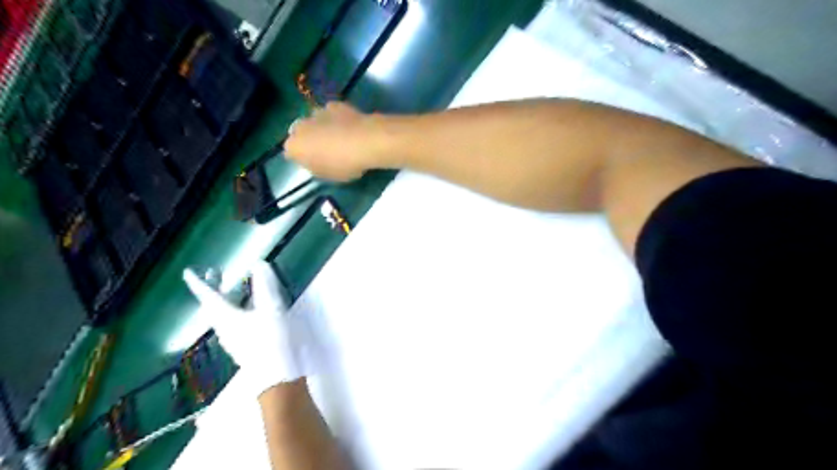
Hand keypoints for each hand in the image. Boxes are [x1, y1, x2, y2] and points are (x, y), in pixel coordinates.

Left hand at [184, 261, 304, 396]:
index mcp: (228, 317)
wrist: (277, 372)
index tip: (188, 272)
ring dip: (226, 299)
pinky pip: (234, 322)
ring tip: (235, 289)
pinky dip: (238, 309)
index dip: (199, 283)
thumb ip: (265, 285)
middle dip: (213, 290)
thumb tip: (258, 264)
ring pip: (223, 315)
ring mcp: (234, 338)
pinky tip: (251, 309)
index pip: (209, 296)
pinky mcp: (244, 344)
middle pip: (213, 306)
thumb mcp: (271, 308)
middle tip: (214, 275)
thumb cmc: (271, 338)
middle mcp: (225, 327)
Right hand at [285, 101, 393, 178]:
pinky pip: (331, 113)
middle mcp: (300, 126)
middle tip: (324, 149)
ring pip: (314, 121)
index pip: (291, 153)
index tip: (313, 163)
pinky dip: (336, 118)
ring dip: (321, 127)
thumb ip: (316, 167)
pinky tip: (348, 126)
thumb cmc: (344, 164)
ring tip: (338, 137)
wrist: (366, 141)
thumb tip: (314, 161)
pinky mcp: (334, 104)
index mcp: (294, 146)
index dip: (302, 158)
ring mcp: (317, 112)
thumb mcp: (327, 175)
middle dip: (308, 139)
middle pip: (300, 133)